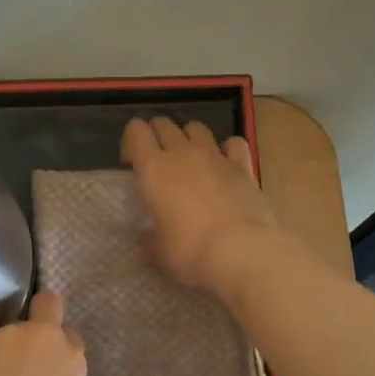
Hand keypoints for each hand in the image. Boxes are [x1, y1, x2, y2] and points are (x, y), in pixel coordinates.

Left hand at [0, 290, 85, 375]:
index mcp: (70, 363)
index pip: (72, 340)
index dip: (59, 354)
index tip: (48, 372)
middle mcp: (42, 338)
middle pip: (47, 306)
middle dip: (41, 318)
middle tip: (25, 353)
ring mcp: (3, 335)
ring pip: (6, 333)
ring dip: (0, 351)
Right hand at [120, 117, 277, 294]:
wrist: (241, 251)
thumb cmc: (190, 251)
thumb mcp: (158, 251)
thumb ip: (149, 238)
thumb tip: (147, 238)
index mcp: (153, 169)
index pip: (135, 131)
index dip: (131, 142)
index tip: (132, 165)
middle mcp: (182, 153)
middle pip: (164, 124)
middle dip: (157, 136)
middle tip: (158, 163)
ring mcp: (215, 156)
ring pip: (196, 127)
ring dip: (189, 137)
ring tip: (190, 161)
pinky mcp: (243, 166)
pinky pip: (233, 143)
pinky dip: (227, 149)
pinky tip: (226, 164)